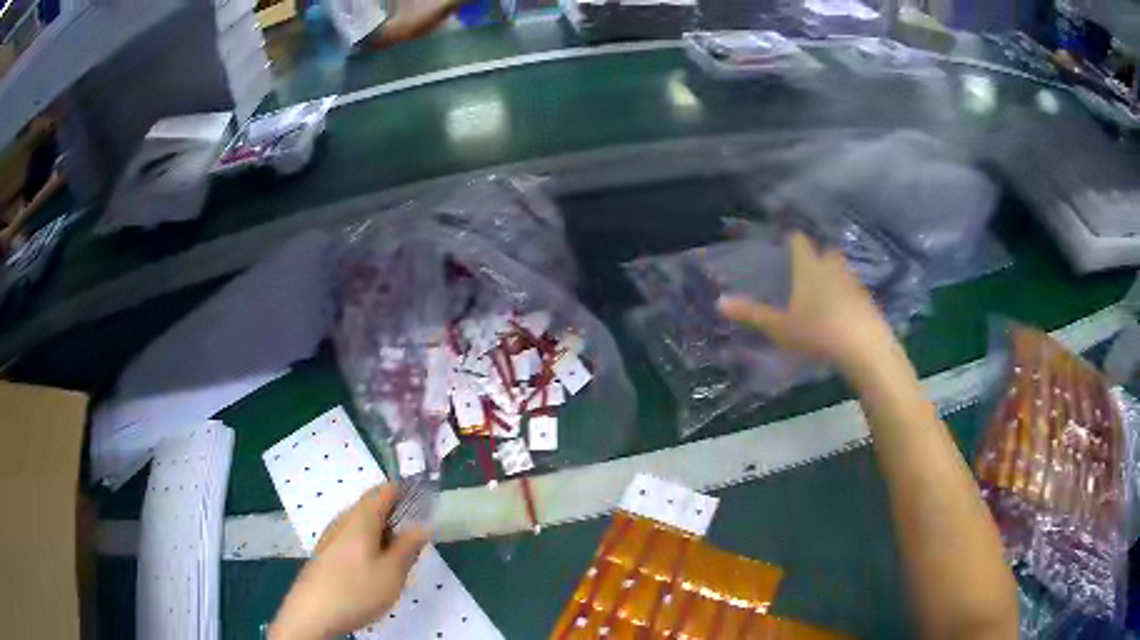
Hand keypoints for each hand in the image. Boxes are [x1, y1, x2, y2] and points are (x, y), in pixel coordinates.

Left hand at [269, 485, 429, 639]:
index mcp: (361, 517)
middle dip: (397, 520)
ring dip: (384, 537)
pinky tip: (374, 573)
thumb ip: (409, 547)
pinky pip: (353, 541)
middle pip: (373, 508)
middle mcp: (343, 520)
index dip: (407, 494)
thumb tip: (422, 526)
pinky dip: (369, 548)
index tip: (427, 509)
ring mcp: (331, 537)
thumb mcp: (393, 572)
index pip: (385, 490)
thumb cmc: (356, 590)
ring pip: (363, 526)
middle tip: (416, 545)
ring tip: (398, 563)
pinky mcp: (326, 554)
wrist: (312, 613)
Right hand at [717, 231, 894, 372]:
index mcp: (809, 265)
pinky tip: (840, 314)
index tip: (783, 246)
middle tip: (803, 273)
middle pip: (824, 251)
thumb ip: (752, 313)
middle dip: (814, 257)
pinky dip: (846, 296)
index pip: (798, 239)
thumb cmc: (817, 331)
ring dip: (832, 276)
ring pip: (840, 270)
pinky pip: (853, 290)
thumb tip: (720, 302)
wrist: (864, 347)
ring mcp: (853, 281)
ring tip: (821, 295)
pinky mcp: (867, 299)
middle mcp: (832, 266)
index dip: (790, 240)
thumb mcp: (780, 327)